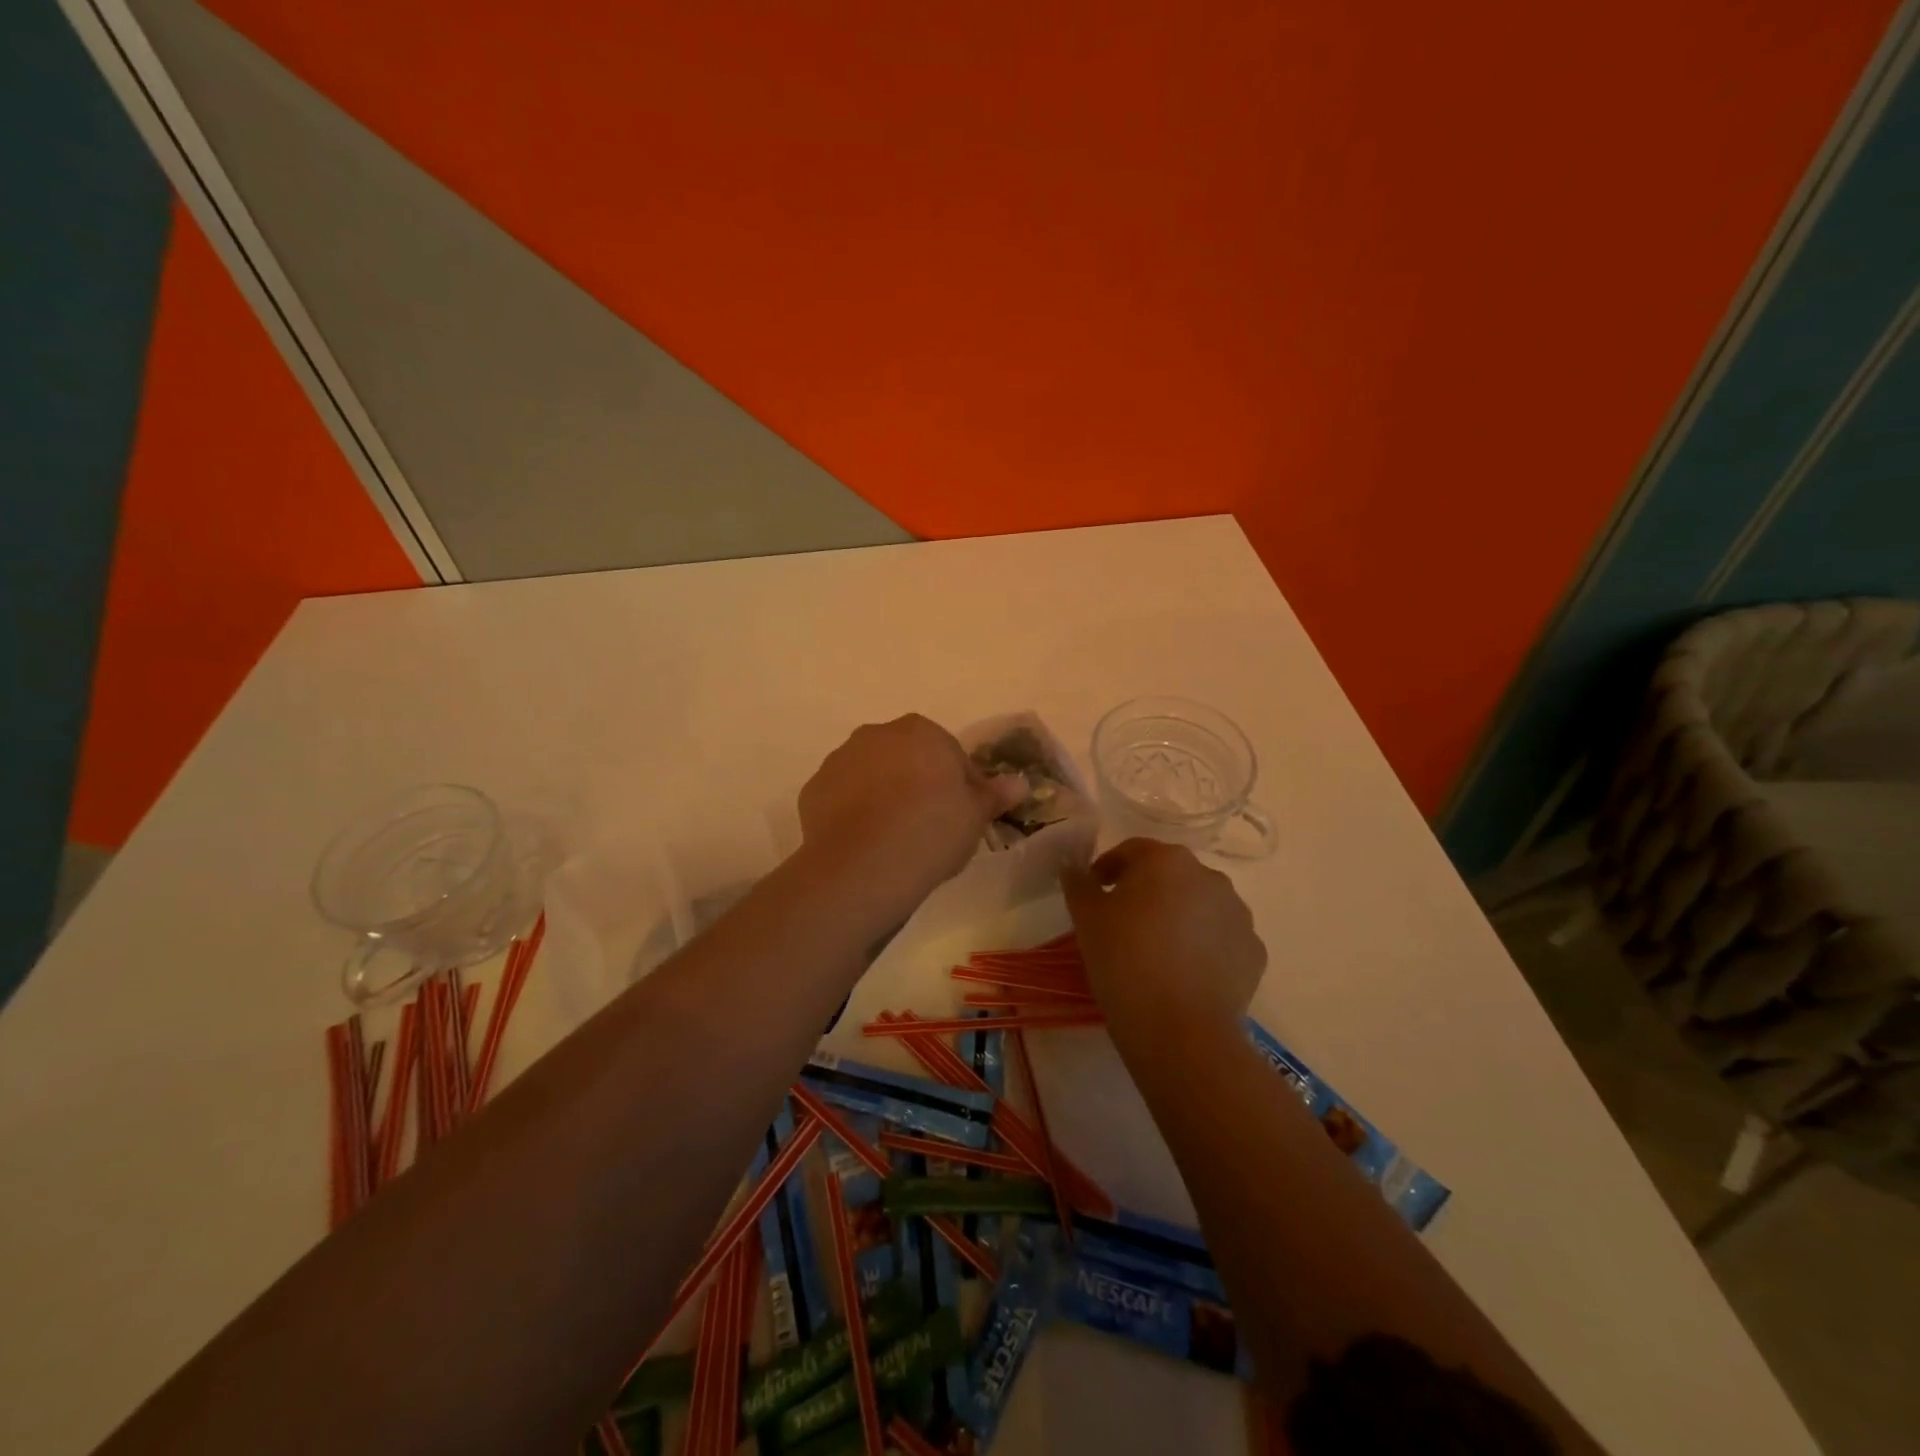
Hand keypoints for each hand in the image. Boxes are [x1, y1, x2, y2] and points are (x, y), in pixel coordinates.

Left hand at [798, 715, 1026, 915]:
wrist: (866, 864)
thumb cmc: (932, 830)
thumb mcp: (975, 815)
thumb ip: (995, 794)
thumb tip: (1020, 782)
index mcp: (920, 731)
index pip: (949, 753)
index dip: (959, 785)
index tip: (961, 817)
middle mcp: (876, 735)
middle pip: (905, 758)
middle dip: (917, 784)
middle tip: (929, 827)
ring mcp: (840, 760)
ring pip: (871, 775)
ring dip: (883, 796)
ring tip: (894, 839)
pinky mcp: (813, 789)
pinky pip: (842, 798)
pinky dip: (853, 814)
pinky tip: (865, 844)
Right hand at [1062, 839, 1265, 1037]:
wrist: (1179, 1029)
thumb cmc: (1124, 960)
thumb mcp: (1087, 918)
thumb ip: (1078, 884)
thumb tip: (1073, 868)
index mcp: (1167, 860)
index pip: (1131, 850)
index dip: (1108, 868)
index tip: (1094, 892)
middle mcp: (1209, 876)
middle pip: (1169, 875)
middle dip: (1146, 891)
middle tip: (1122, 923)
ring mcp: (1238, 914)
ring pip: (1199, 905)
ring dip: (1178, 916)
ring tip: (1156, 951)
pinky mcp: (1254, 951)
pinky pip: (1221, 938)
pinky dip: (1203, 946)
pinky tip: (1184, 972)